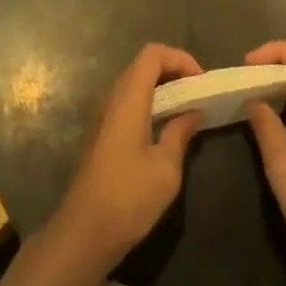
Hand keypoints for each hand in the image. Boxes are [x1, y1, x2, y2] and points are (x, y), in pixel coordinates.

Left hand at [51, 44, 204, 271]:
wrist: (84, 232)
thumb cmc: (128, 197)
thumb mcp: (165, 168)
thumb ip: (180, 133)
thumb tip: (194, 112)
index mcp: (129, 98)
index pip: (152, 54)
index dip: (179, 58)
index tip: (201, 81)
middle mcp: (113, 98)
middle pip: (143, 65)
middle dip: (173, 70)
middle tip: (197, 93)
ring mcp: (105, 115)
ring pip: (135, 83)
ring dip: (162, 88)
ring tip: (187, 109)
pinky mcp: (103, 133)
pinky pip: (129, 102)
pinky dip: (150, 103)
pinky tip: (166, 128)